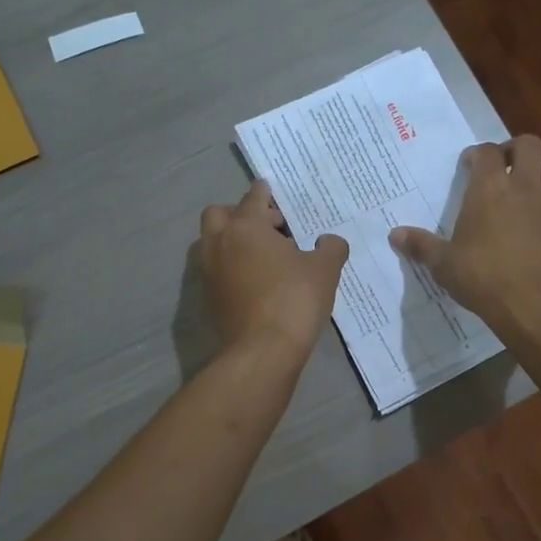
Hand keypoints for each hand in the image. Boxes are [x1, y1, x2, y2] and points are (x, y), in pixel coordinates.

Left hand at [200, 180, 348, 359]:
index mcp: (245, 227)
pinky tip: (258, 278)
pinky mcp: (210, 297)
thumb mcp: (325, 269)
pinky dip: (232, 265)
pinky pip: (218, 268)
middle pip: (220, 214)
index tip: (271, 190)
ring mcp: (210, 272)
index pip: (253, 197)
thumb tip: (329, 241)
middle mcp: (220, 243)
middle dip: (241, 213)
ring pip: (214, 242)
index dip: (266, 192)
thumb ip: (330, 247)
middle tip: (269, 226)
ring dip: (234, 240)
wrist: (263, 351)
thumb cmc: (295, 299)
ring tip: (264, 253)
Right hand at [389, 135, 540, 337]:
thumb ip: (421, 245)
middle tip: (503, 166)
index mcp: (489, 187)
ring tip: (530, 186)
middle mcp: (523, 184)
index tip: (468, 165)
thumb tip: (394, 235)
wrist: (534, 302)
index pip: (486, 151)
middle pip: (528, 144)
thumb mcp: (444, 264)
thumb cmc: (482, 277)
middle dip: (515, 149)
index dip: (477, 153)